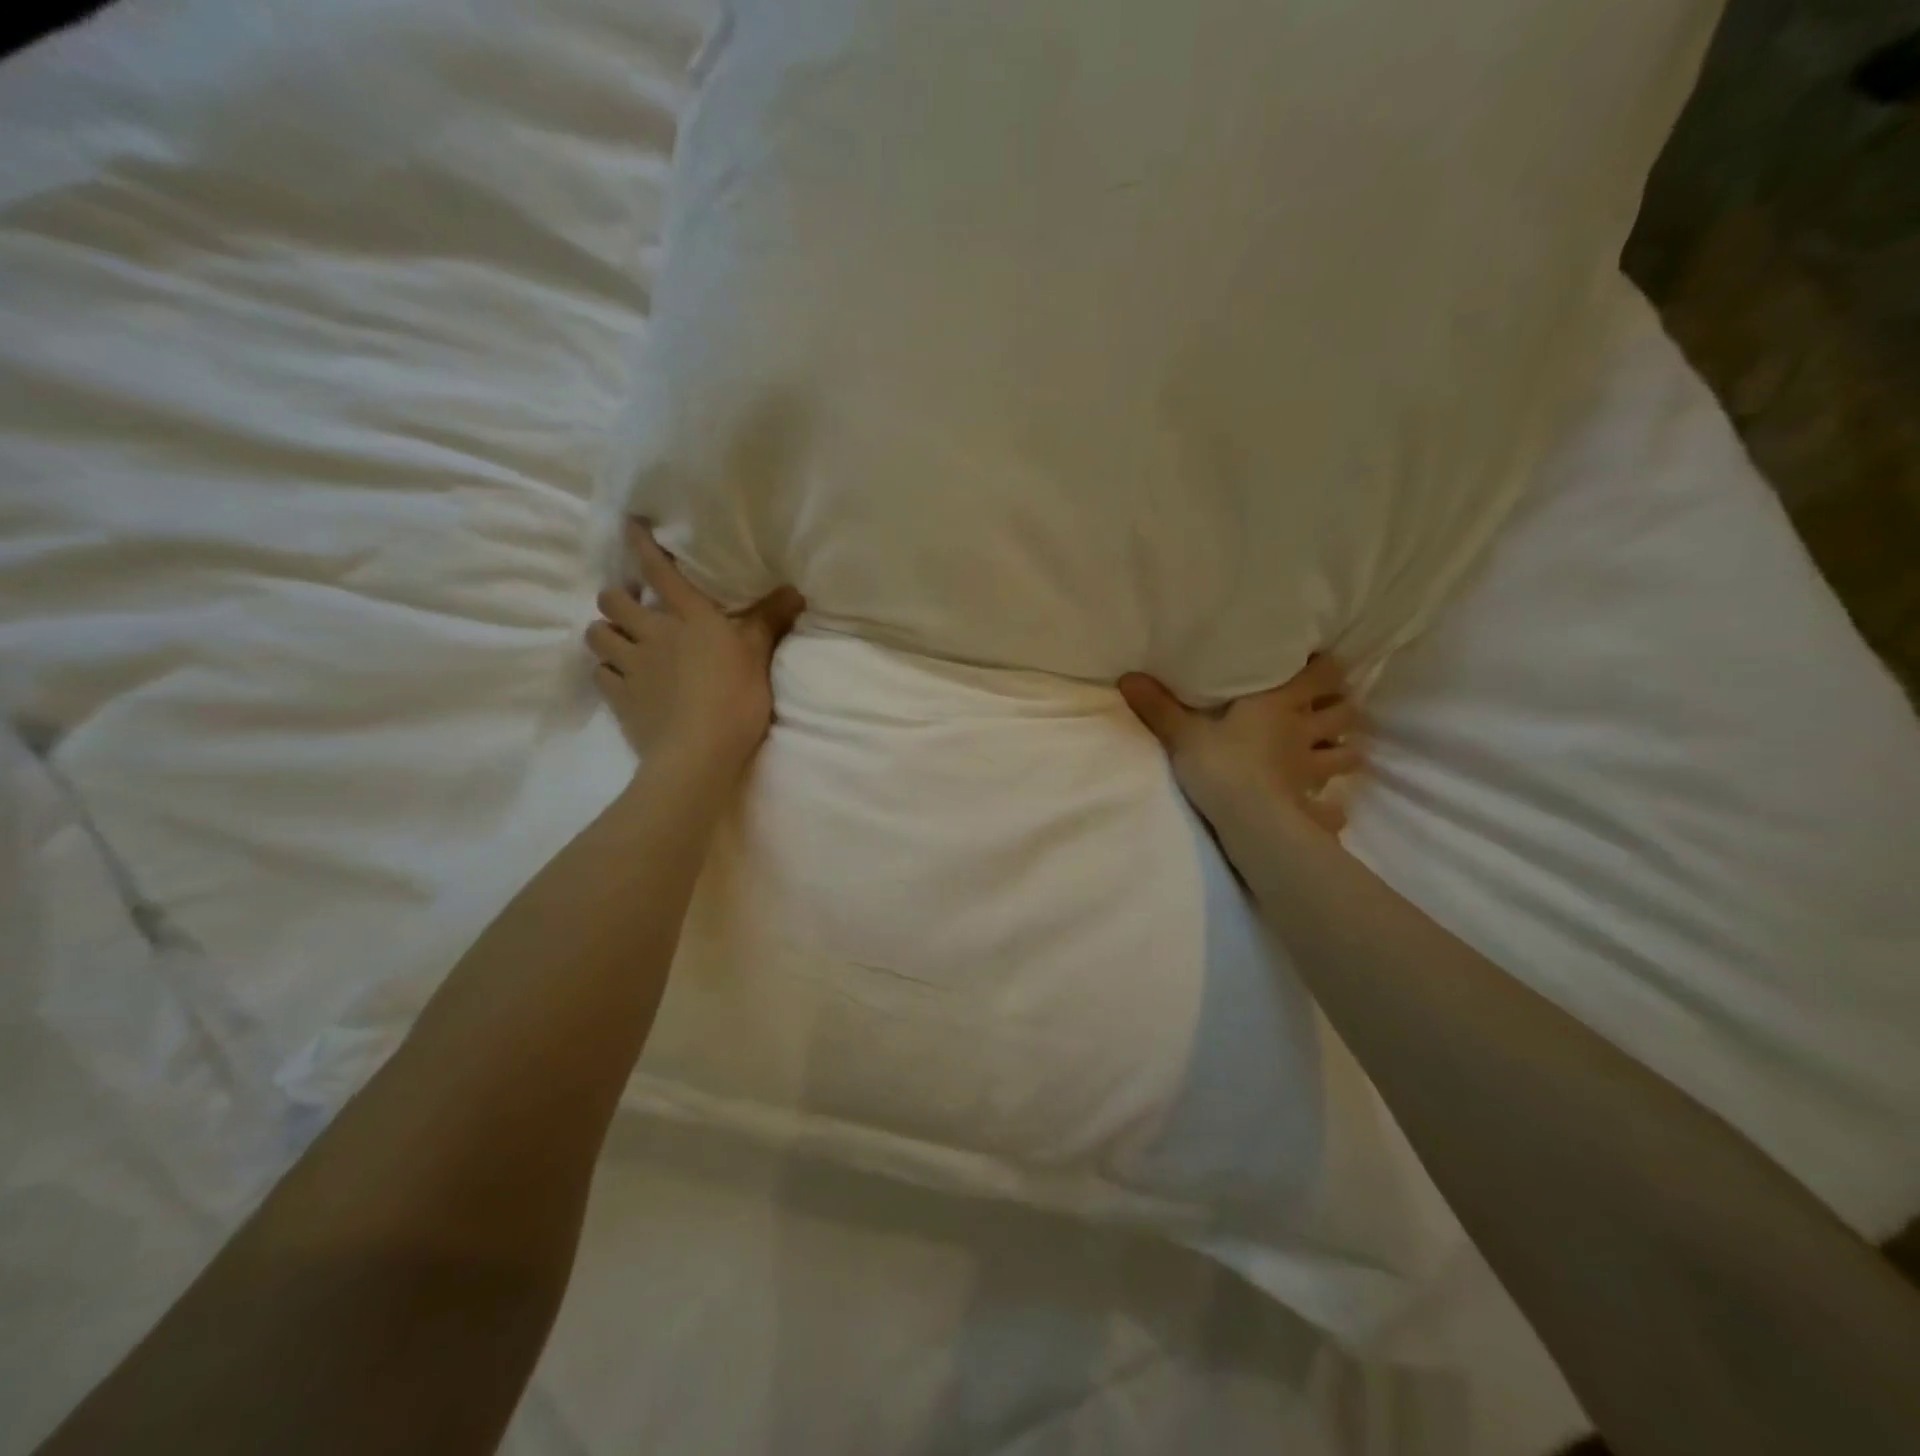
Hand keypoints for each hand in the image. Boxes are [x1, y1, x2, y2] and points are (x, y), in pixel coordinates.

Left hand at [585, 520, 805, 778]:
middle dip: (616, 597)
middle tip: (630, 606)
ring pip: (597, 636)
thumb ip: (770, 620)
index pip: (659, 572)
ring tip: (619, 641)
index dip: (642, 545)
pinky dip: (607, 671)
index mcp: (690, 619)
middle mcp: (653, 634)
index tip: (630, 524)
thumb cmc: (736, 698)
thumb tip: (795, 589)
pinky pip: (600, 674)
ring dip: (605, 633)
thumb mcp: (759, 656)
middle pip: (613, 600)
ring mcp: (631, 667)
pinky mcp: (619, 698)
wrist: (698, 753)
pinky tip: (620, 678)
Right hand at [1119, 656, 1362, 835]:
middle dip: (1340, 707)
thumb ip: (1158, 707)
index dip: (1324, 668)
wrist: (1249, 820)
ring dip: (1343, 750)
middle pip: (1343, 712)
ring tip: (1332, 750)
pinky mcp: (1311, 803)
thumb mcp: (1182, 734)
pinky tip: (1328, 809)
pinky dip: (1333, 806)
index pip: (1320, 676)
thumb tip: (1127, 677)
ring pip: (1346, 754)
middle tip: (1327, 706)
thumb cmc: (1220, 765)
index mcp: (1278, 705)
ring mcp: (1312, 769)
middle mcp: (1303, 732)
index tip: (1317, 664)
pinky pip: (1333, 807)